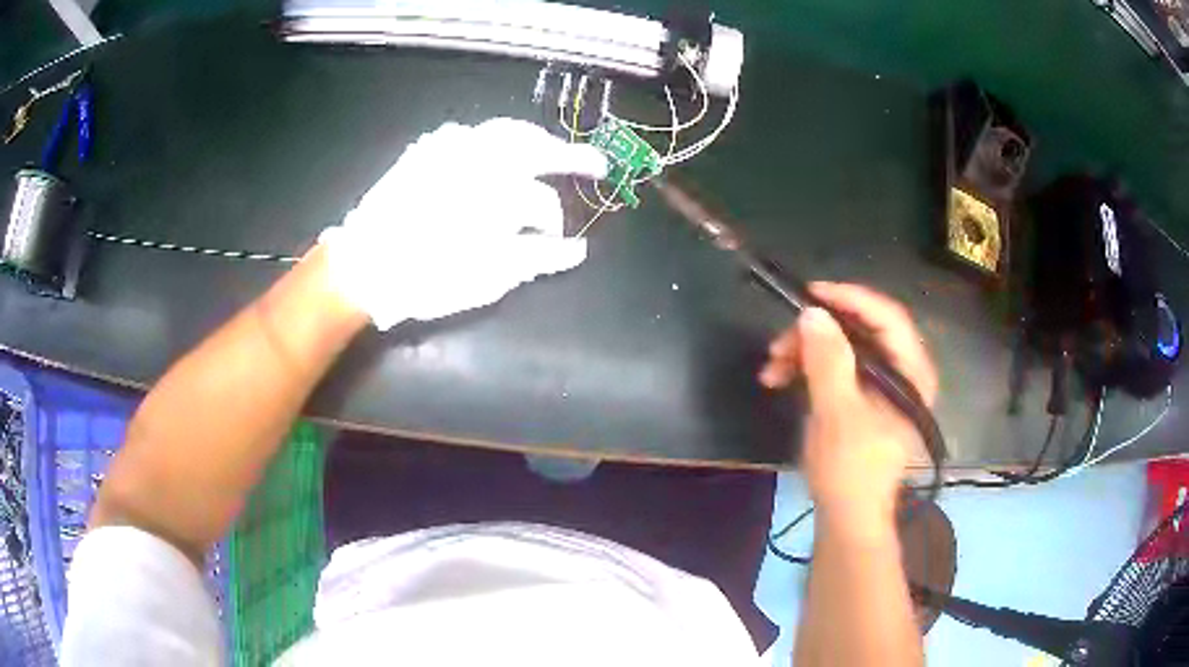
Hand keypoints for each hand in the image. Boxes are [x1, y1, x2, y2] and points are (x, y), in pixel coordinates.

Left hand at [321, 118, 607, 329]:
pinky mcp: (427, 149)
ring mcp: (452, 148)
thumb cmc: (428, 276)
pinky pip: (468, 132)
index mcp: (499, 192)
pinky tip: (495, 150)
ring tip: (549, 150)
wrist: (365, 264)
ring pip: (506, 131)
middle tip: (595, 163)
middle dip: (569, 154)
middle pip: (537, 146)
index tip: (556, 239)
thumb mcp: (489, 277)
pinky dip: (491, 138)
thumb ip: (538, 257)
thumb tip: (577, 251)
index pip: (543, 201)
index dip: (554, 222)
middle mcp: (482, 159)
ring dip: (535, 139)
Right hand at [759, 283, 937, 532]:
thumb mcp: (838, 414)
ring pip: (845, 349)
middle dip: (818, 332)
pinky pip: (838, 369)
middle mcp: (902, 373)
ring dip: (807, 352)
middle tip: (780, 343)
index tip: (810, 294)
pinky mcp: (863, 400)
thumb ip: (828, 361)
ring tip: (772, 368)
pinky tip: (783, 379)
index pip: (887, 318)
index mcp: (911, 374)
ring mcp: (883, 387)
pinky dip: (810, 369)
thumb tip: (812, 314)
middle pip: (863, 331)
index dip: (850, 298)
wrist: (848, 519)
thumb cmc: (851, 471)